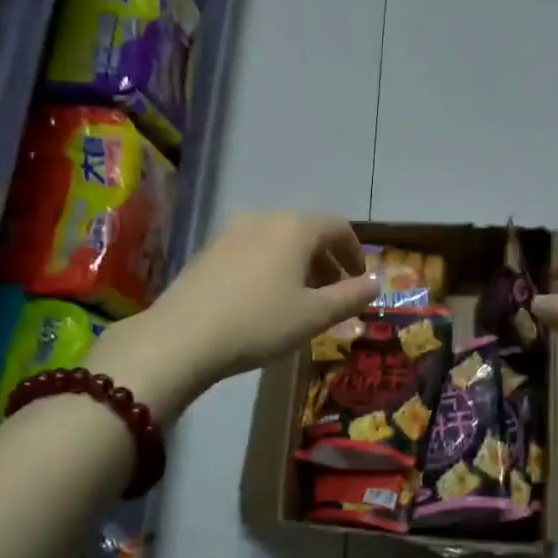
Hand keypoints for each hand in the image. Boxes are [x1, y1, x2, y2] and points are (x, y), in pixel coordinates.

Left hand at [113, 213, 378, 406]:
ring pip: (278, 241)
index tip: (360, 279)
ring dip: (299, 265)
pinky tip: (266, 300)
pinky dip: (271, 268)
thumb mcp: (314, 315)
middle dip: (327, 261)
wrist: (182, 338)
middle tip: (335, 294)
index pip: (338, 226)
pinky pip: (253, 251)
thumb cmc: (260, 323)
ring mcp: (230, 232)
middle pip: (307, 232)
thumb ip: (350, 296)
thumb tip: (375, 283)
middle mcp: (263, 219)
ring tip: (302, 300)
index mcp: (294, 227)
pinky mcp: (208, 251)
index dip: (355, 252)